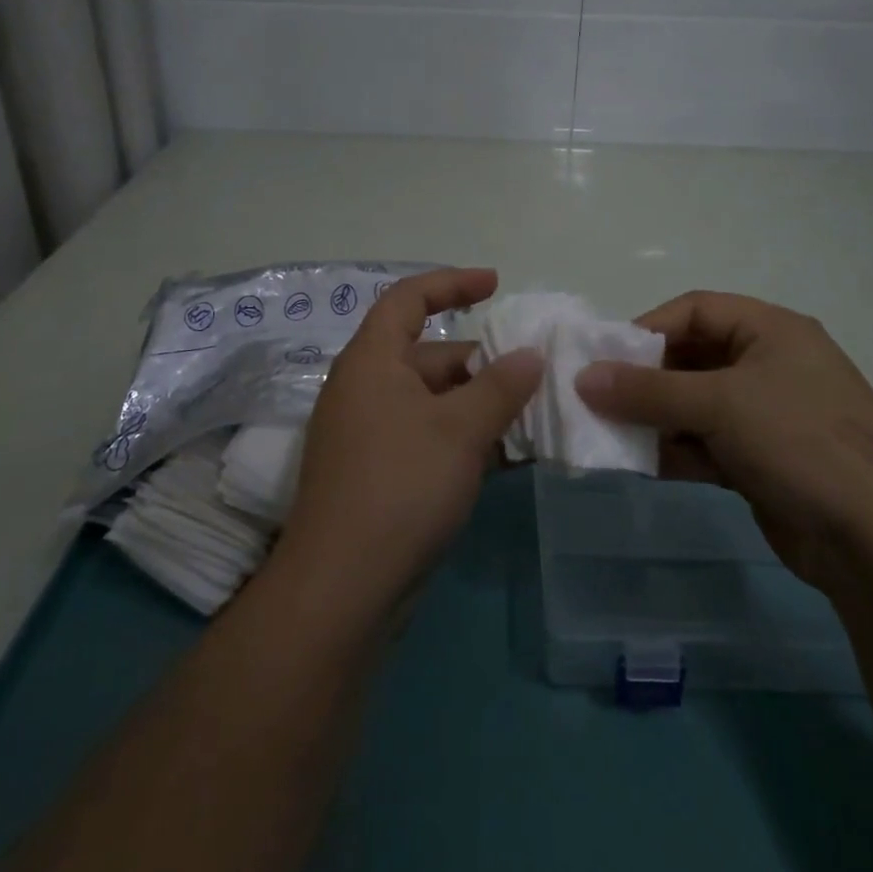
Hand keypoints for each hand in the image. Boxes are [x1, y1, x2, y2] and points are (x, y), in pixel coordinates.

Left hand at [275, 268, 541, 618]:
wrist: (342, 587)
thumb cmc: (401, 486)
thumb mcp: (461, 429)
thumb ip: (501, 385)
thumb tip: (530, 354)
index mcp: (371, 361)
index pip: (408, 299)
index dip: (451, 283)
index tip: (495, 285)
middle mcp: (364, 388)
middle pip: (427, 355)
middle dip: (479, 362)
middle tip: (530, 376)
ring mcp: (367, 434)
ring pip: (431, 402)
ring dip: (476, 406)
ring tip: (527, 419)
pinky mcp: (375, 474)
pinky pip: (425, 437)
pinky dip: (460, 439)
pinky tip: (501, 458)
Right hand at [575, 290, 872, 590]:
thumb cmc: (799, 441)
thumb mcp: (719, 404)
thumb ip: (647, 391)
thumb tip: (583, 379)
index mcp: (771, 330)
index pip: (696, 310)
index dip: (649, 328)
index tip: (607, 358)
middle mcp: (769, 365)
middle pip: (692, 358)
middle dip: (646, 379)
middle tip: (601, 398)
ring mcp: (767, 416)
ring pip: (695, 404)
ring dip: (655, 418)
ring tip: (611, 434)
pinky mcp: (762, 460)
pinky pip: (705, 443)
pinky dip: (675, 450)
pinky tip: (641, 463)